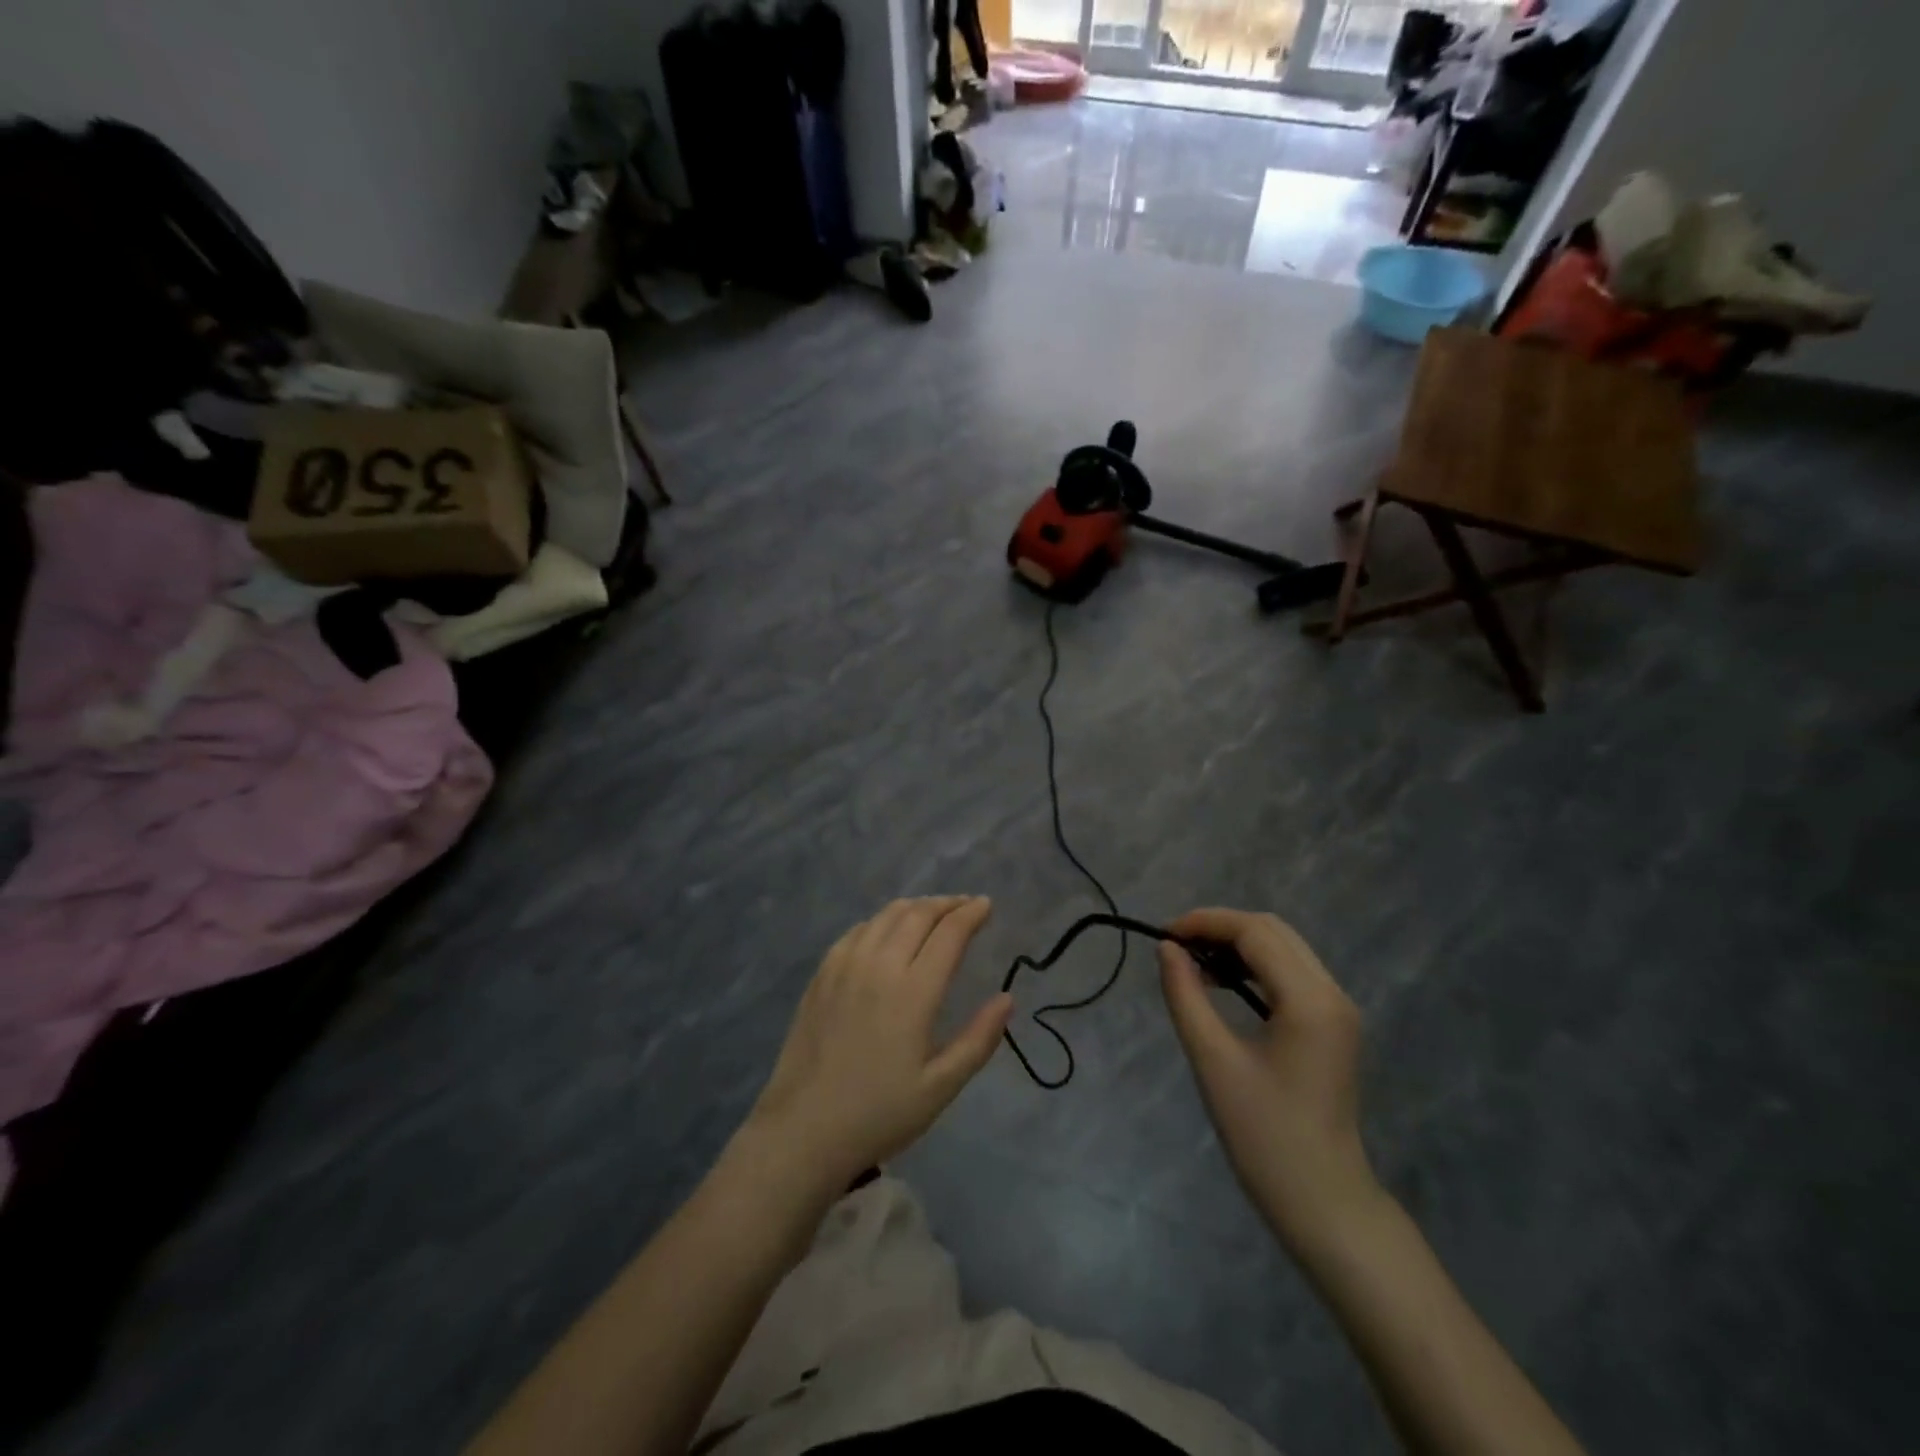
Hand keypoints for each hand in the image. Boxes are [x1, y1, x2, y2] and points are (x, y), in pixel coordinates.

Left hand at [746, 897, 1011, 1192]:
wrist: (803, 1130)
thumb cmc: (879, 1113)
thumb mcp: (940, 1086)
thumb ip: (979, 1039)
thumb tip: (1007, 998)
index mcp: (914, 991)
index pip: (949, 933)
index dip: (972, 913)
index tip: (987, 905)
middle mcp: (880, 965)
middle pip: (918, 914)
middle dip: (948, 903)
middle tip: (966, 905)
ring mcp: (845, 965)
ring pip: (886, 915)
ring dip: (916, 907)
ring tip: (933, 913)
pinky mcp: (822, 974)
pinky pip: (858, 930)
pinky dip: (883, 920)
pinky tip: (888, 932)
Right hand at [1159, 908, 1381, 1249]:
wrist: (1322, 1201)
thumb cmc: (1264, 1135)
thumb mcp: (1213, 1060)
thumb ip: (1186, 996)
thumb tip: (1167, 948)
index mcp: (1309, 1001)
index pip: (1254, 932)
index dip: (1205, 923)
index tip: (1163, 936)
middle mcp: (1332, 993)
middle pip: (1272, 930)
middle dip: (1220, 928)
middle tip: (1175, 949)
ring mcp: (1337, 1008)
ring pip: (1283, 947)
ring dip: (1237, 945)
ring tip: (1193, 965)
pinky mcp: (1332, 1024)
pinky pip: (1291, 971)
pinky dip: (1253, 965)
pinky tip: (1223, 984)